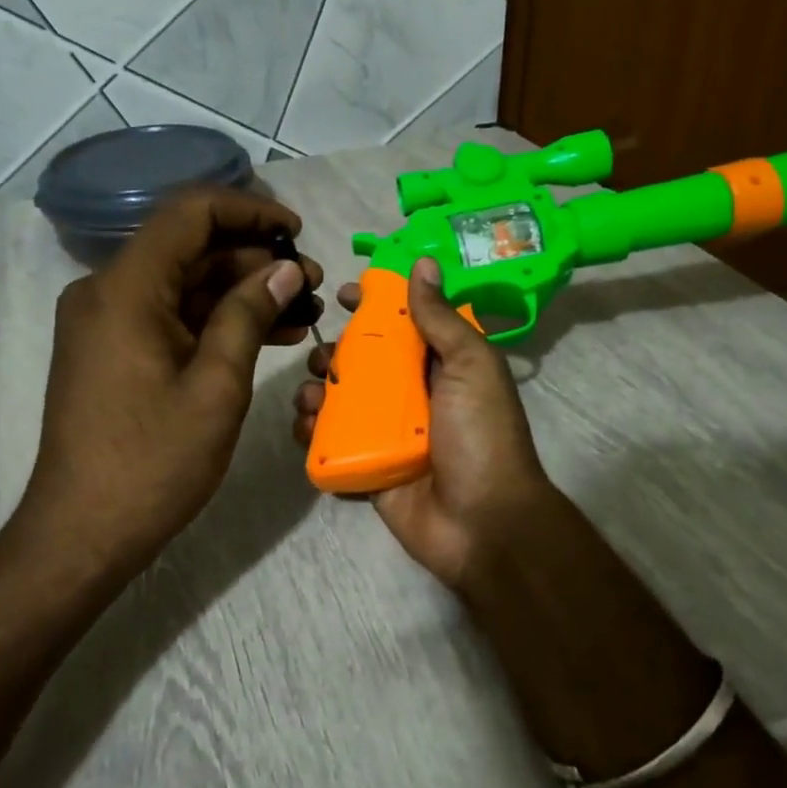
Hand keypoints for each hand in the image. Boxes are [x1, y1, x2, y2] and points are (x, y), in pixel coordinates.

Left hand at [19, 188, 320, 586]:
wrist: (83, 532)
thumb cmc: (154, 462)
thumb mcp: (216, 387)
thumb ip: (250, 315)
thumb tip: (285, 270)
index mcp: (125, 288)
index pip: (190, 213)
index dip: (249, 211)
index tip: (296, 232)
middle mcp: (107, 291)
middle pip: (188, 248)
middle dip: (253, 260)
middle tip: (311, 284)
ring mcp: (107, 323)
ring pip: (183, 285)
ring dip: (240, 293)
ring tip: (302, 312)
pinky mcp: (112, 351)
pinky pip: (169, 317)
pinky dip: (214, 322)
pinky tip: (267, 336)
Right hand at [293, 258, 556, 591]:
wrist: (483, 523)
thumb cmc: (481, 436)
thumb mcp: (471, 366)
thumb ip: (442, 318)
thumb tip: (423, 263)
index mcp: (441, 367)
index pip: (401, 325)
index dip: (371, 306)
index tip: (341, 295)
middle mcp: (412, 396)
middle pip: (362, 363)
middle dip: (334, 353)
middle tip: (321, 356)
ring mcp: (387, 434)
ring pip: (340, 402)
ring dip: (316, 392)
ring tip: (309, 396)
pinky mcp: (367, 468)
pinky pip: (331, 445)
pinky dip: (311, 434)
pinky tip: (304, 427)